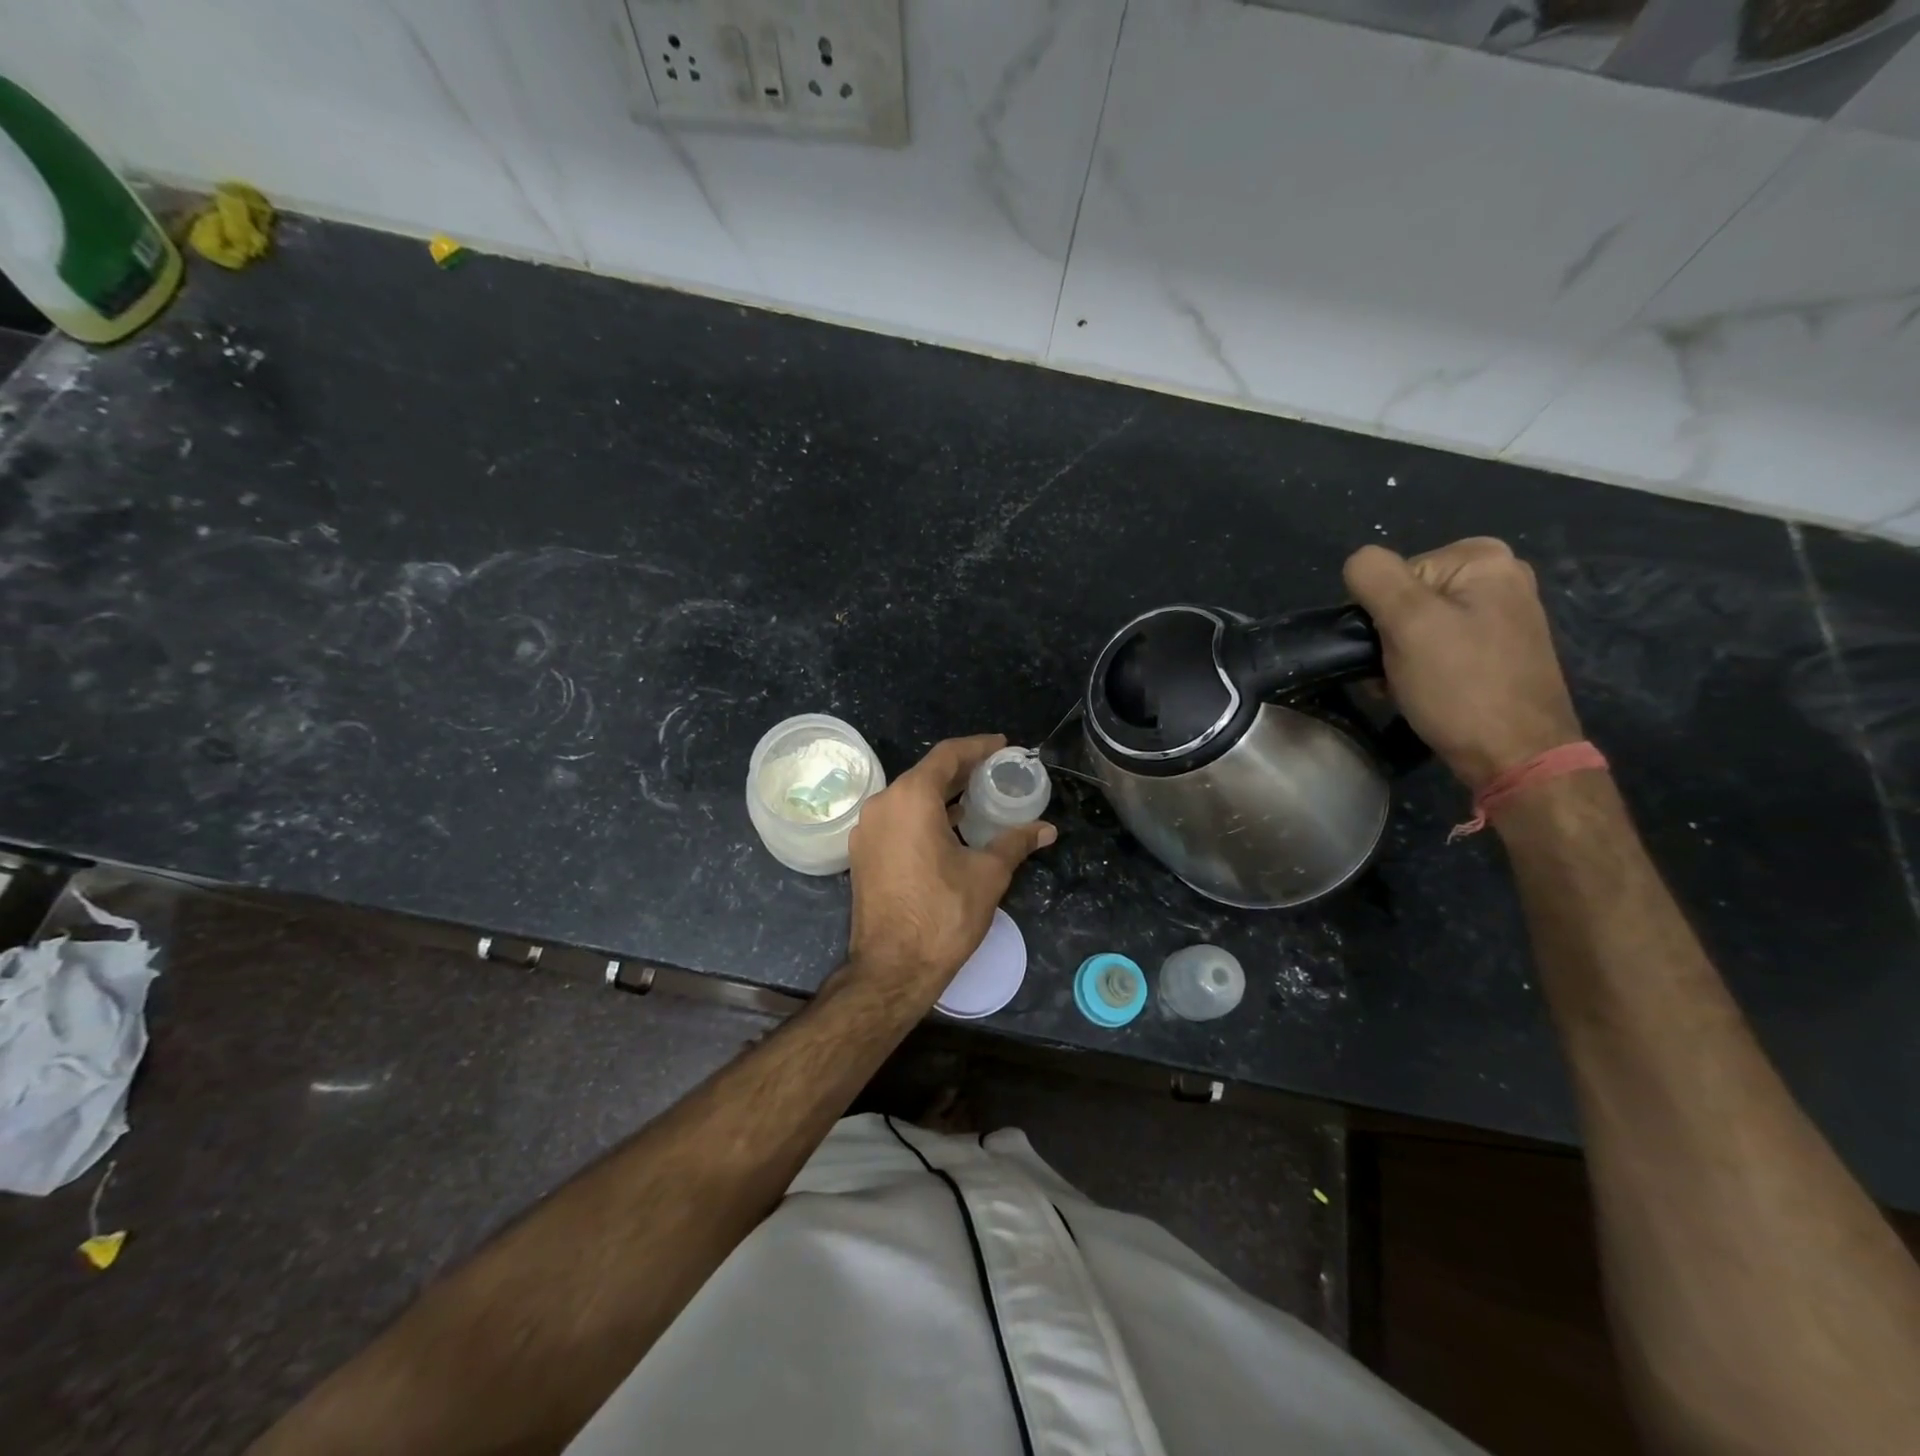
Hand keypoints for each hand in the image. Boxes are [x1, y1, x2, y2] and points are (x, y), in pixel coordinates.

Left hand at [845, 735, 1055, 993]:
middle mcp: (883, 804)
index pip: (947, 755)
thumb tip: (1046, 829)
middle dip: (962, 771)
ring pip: (909, 797)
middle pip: (926, 774)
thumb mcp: (988, 874)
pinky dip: (923, 816)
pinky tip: (950, 828)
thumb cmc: (943, 914)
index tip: (1003, 746)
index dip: (978, 747)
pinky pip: (897, 819)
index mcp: (911, 798)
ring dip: (942, 795)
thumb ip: (1015, 842)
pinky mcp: (863, 853)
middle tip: (996, 771)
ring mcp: (867, 830)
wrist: (892, 968)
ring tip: (977, 798)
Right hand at [1343, 537, 1582, 788]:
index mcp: (1482, 558)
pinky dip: (1421, 669)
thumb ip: (1374, 577)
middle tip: (1394, 673)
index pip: (1391, 574)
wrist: (1515, 755)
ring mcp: (1504, 615)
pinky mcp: (1500, 650)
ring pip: (1418, 626)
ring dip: (1398, 658)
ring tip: (1406, 687)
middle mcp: (1500, 576)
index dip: (1379, 613)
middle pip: (1405, 598)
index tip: (1391, 648)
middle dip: (1388, 637)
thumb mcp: (1407, 624)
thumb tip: (1358, 563)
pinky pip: (1440, 646)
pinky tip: (1424, 693)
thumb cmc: (1460, 686)